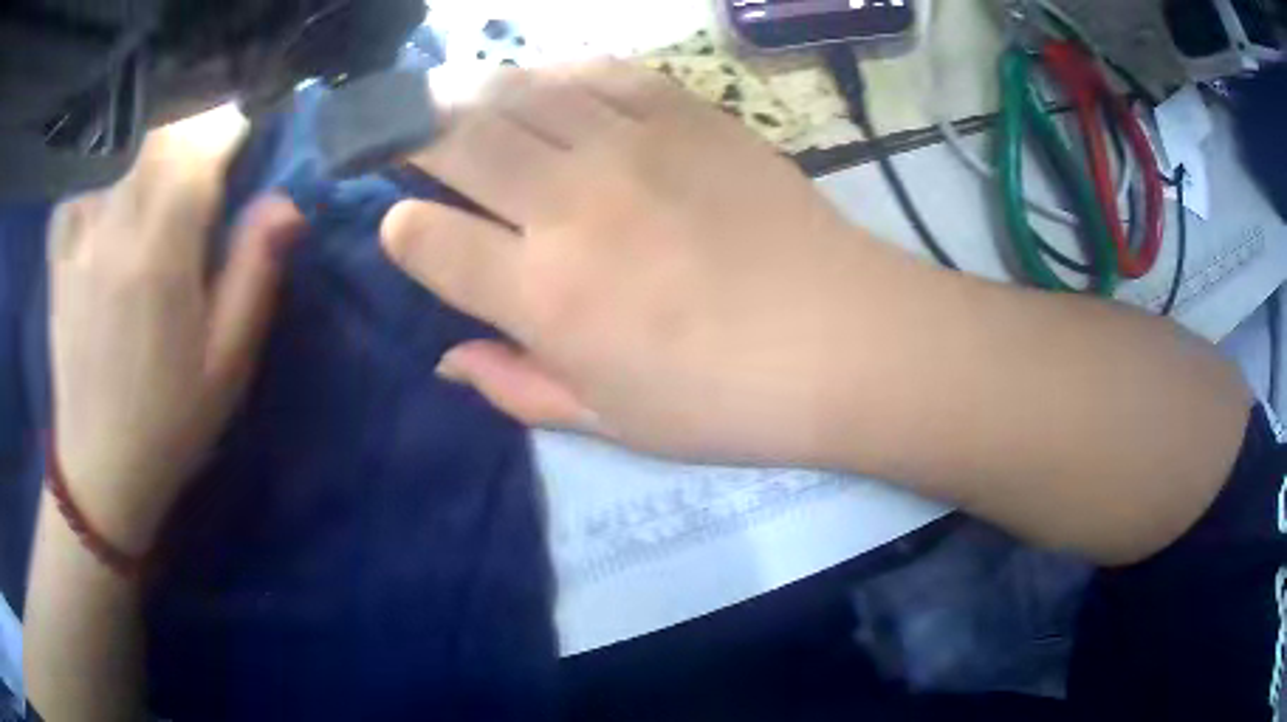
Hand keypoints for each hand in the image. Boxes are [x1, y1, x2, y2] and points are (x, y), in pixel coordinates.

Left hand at [49, 107, 305, 553]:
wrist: (101, 470)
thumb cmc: (170, 422)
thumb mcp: (227, 363)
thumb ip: (254, 273)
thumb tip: (287, 202)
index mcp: (161, 255)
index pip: (199, 148)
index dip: (228, 125)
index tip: (244, 129)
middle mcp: (116, 230)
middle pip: (157, 135)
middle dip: (191, 123)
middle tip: (208, 139)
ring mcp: (80, 240)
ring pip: (118, 150)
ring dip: (149, 139)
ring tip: (166, 154)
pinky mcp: (60, 257)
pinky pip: (78, 183)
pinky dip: (98, 167)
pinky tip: (110, 182)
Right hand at [381, 62, 911, 465]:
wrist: (842, 340)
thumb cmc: (726, 401)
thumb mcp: (610, 423)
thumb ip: (517, 386)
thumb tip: (447, 359)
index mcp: (547, 295)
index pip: (428, 242)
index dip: (400, 231)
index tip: (401, 228)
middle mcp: (572, 204)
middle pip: (457, 140)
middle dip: (408, 131)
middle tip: (391, 128)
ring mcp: (633, 145)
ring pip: (520, 90)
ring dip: (470, 89)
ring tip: (449, 94)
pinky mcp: (689, 113)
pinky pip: (601, 71)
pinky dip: (558, 71)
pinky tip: (546, 82)